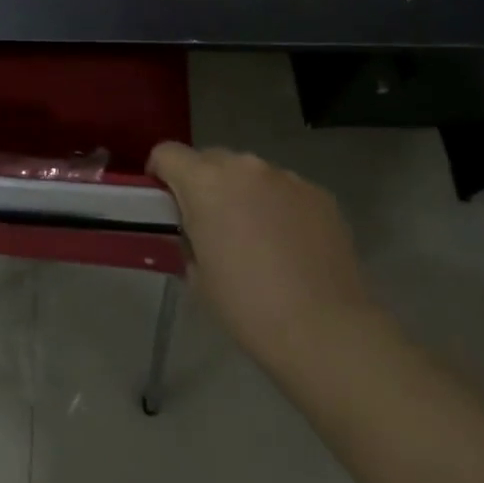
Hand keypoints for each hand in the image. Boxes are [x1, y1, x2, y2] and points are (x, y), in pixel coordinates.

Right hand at [147, 142, 379, 368]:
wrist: (323, 329)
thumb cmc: (246, 305)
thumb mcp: (196, 274)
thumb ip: (189, 236)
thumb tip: (197, 230)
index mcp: (204, 182)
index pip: (167, 153)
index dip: (160, 172)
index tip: (164, 200)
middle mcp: (244, 167)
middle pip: (211, 159)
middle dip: (203, 183)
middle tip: (210, 223)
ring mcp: (286, 177)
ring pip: (251, 174)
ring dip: (244, 193)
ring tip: (256, 236)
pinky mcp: (319, 193)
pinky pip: (285, 190)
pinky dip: (279, 206)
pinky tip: (290, 244)